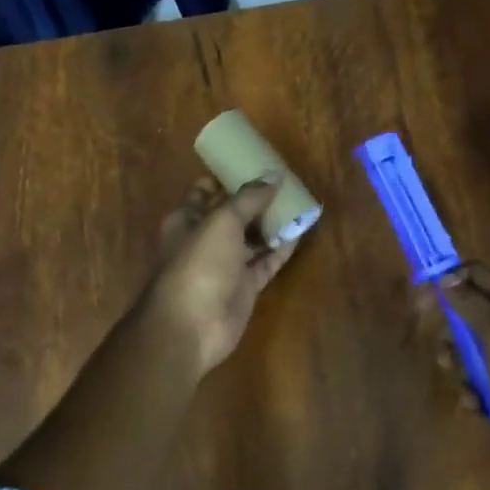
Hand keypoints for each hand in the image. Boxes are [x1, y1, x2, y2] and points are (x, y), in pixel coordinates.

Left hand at [145, 175, 300, 376]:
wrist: (192, 326)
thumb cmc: (199, 264)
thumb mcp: (222, 221)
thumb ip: (249, 197)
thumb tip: (274, 175)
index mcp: (187, 219)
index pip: (205, 190)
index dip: (227, 176)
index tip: (254, 162)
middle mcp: (205, 239)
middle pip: (233, 213)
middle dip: (256, 199)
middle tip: (285, 181)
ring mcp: (226, 264)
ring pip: (252, 238)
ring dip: (272, 223)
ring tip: (298, 201)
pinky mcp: (245, 286)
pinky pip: (266, 261)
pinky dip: (282, 248)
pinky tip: (301, 230)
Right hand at [421, 261, 489, 460]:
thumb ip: (470, 304)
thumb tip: (445, 277)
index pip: (475, 275)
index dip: (446, 284)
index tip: (422, 304)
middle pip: (469, 315)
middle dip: (452, 338)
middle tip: (447, 358)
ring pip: (472, 351)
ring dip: (462, 370)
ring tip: (467, 389)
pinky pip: (483, 380)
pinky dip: (476, 392)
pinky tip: (477, 407)